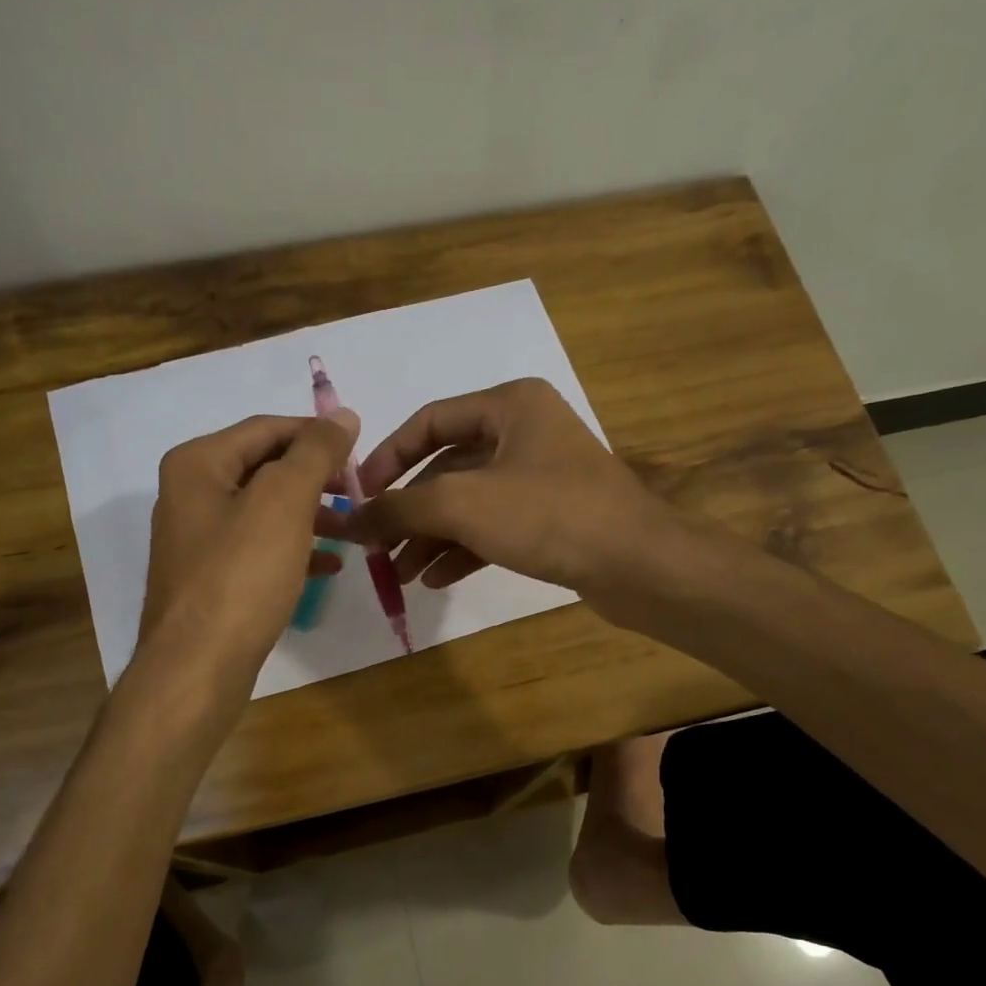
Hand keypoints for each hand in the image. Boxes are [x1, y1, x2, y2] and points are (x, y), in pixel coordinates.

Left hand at [141, 409, 360, 687]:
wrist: (197, 667)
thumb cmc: (240, 575)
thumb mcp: (283, 502)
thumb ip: (315, 453)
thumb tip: (343, 416)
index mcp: (198, 464)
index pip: (267, 428)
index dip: (317, 434)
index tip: (361, 452)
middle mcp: (191, 494)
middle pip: (265, 468)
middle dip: (315, 477)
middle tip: (359, 492)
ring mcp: (199, 540)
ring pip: (265, 511)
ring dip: (311, 514)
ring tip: (353, 529)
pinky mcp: (212, 580)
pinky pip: (260, 549)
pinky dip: (295, 549)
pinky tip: (329, 564)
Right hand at [335, 378, 672, 599]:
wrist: (638, 565)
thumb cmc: (549, 515)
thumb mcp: (463, 504)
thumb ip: (399, 508)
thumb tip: (347, 520)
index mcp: (509, 406)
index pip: (430, 421)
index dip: (388, 458)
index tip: (358, 496)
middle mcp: (525, 433)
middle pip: (446, 468)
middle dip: (409, 511)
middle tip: (376, 547)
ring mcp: (540, 477)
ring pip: (468, 503)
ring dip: (431, 537)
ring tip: (399, 575)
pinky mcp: (551, 518)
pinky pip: (492, 528)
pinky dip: (462, 550)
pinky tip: (435, 580)